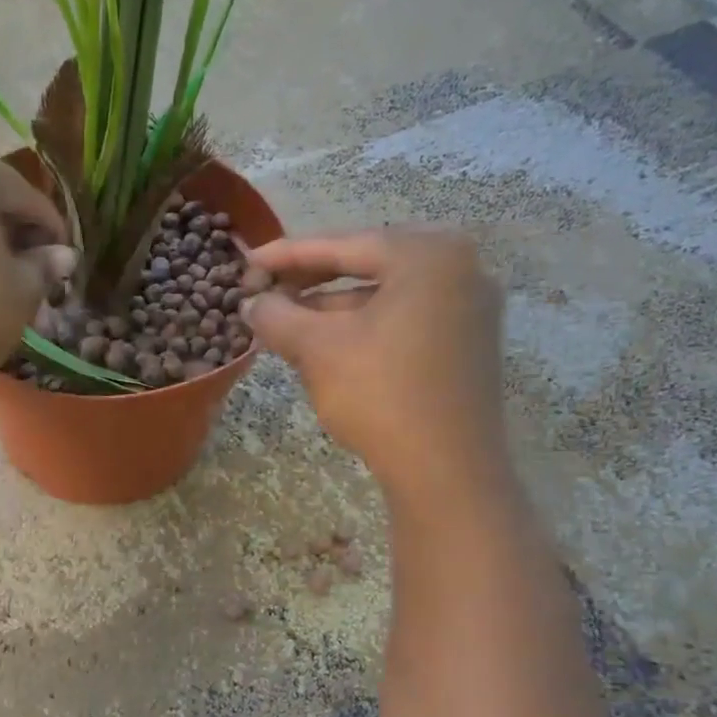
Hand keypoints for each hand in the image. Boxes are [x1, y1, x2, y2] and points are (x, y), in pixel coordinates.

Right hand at [241, 228, 509, 505]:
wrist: (446, 471)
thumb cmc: (381, 394)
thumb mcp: (318, 349)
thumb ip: (278, 316)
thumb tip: (250, 304)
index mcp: (428, 255)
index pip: (343, 245)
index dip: (287, 254)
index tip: (247, 263)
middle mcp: (460, 269)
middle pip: (367, 267)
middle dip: (310, 284)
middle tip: (265, 293)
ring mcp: (469, 309)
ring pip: (384, 299)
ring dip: (332, 311)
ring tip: (286, 325)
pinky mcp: (467, 346)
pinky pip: (404, 323)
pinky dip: (363, 331)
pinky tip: (326, 348)